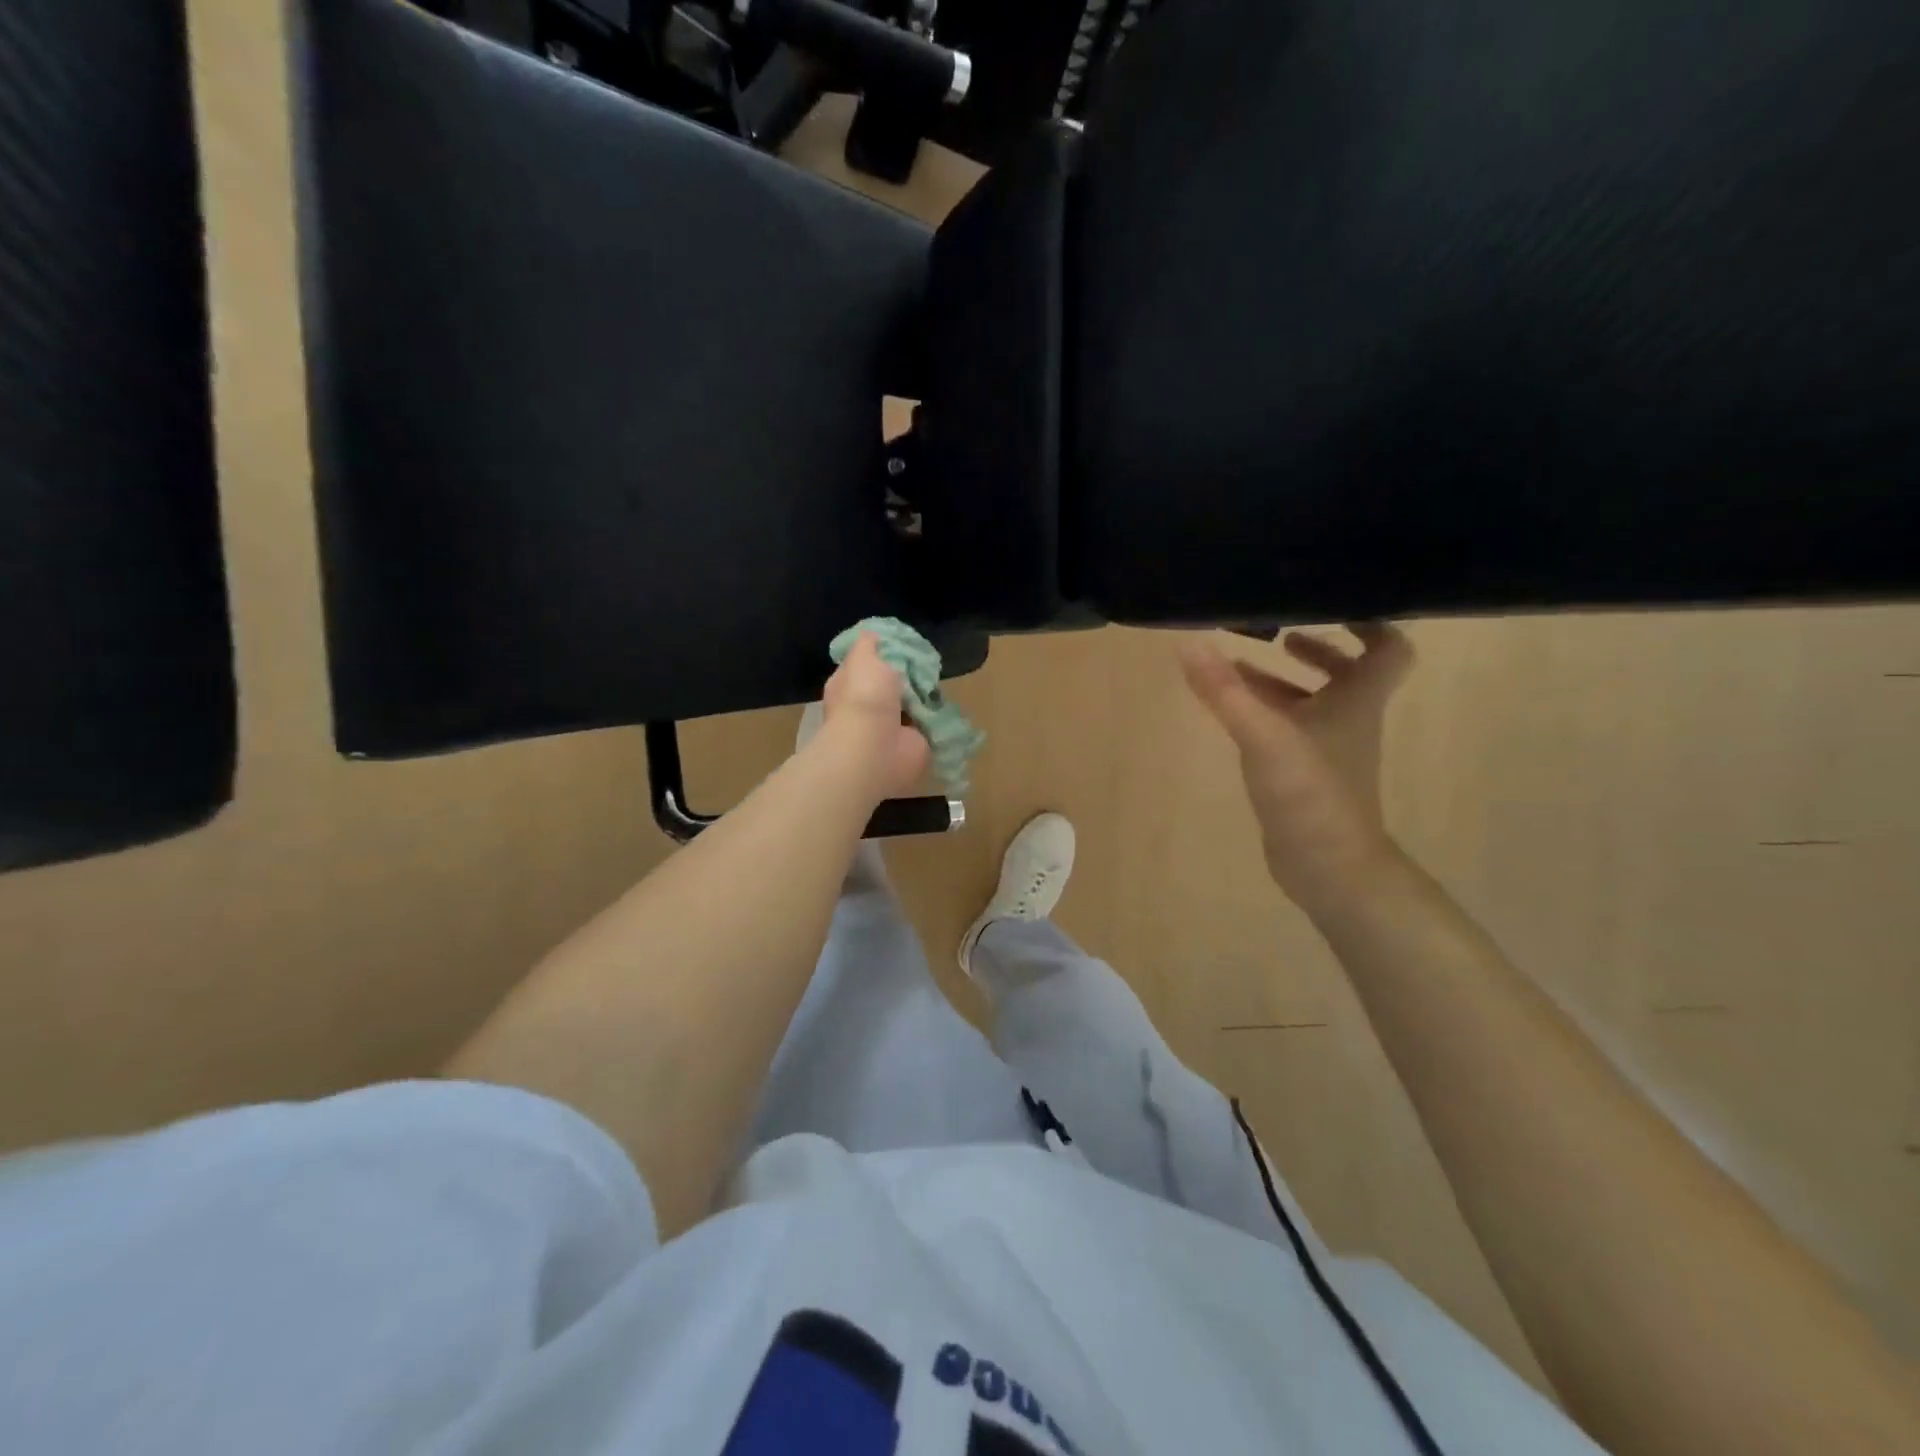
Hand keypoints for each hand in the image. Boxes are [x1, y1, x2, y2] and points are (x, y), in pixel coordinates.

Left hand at [818, 633, 930, 801]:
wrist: (877, 749)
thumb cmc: (865, 698)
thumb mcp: (864, 657)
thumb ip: (869, 644)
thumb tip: (874, 635)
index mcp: (848, 687)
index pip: (865, 665)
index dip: (883, 654)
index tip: (904, 646)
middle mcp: (867, 708)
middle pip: (892, 685)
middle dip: (909, 676)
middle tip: (927, 664)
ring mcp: (890, 728)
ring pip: (912, 704)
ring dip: (924, 697)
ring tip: (937, 683)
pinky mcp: (913, 744)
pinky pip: (928, 725)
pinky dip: (938, 718)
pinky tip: (946, 705)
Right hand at [1180, 624, 1412, 907]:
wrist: (1327, 866)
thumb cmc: (1310, 792)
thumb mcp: (1264, 734)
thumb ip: (1225, 690)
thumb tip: (1189, 644)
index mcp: (1358, 700)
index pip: (1388, 648)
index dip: (1369, 622)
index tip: (1332, 604)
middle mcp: (1350, 719)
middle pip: (1347, 673)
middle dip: (1316, 650)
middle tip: (1279, 632)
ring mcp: (1328, 750)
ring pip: (1312, 703)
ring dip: (1282, 682)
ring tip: (1239, 667)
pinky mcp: (1306, 775)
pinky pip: (1290, 731)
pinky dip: (1267, 714)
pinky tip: (1234, 713)